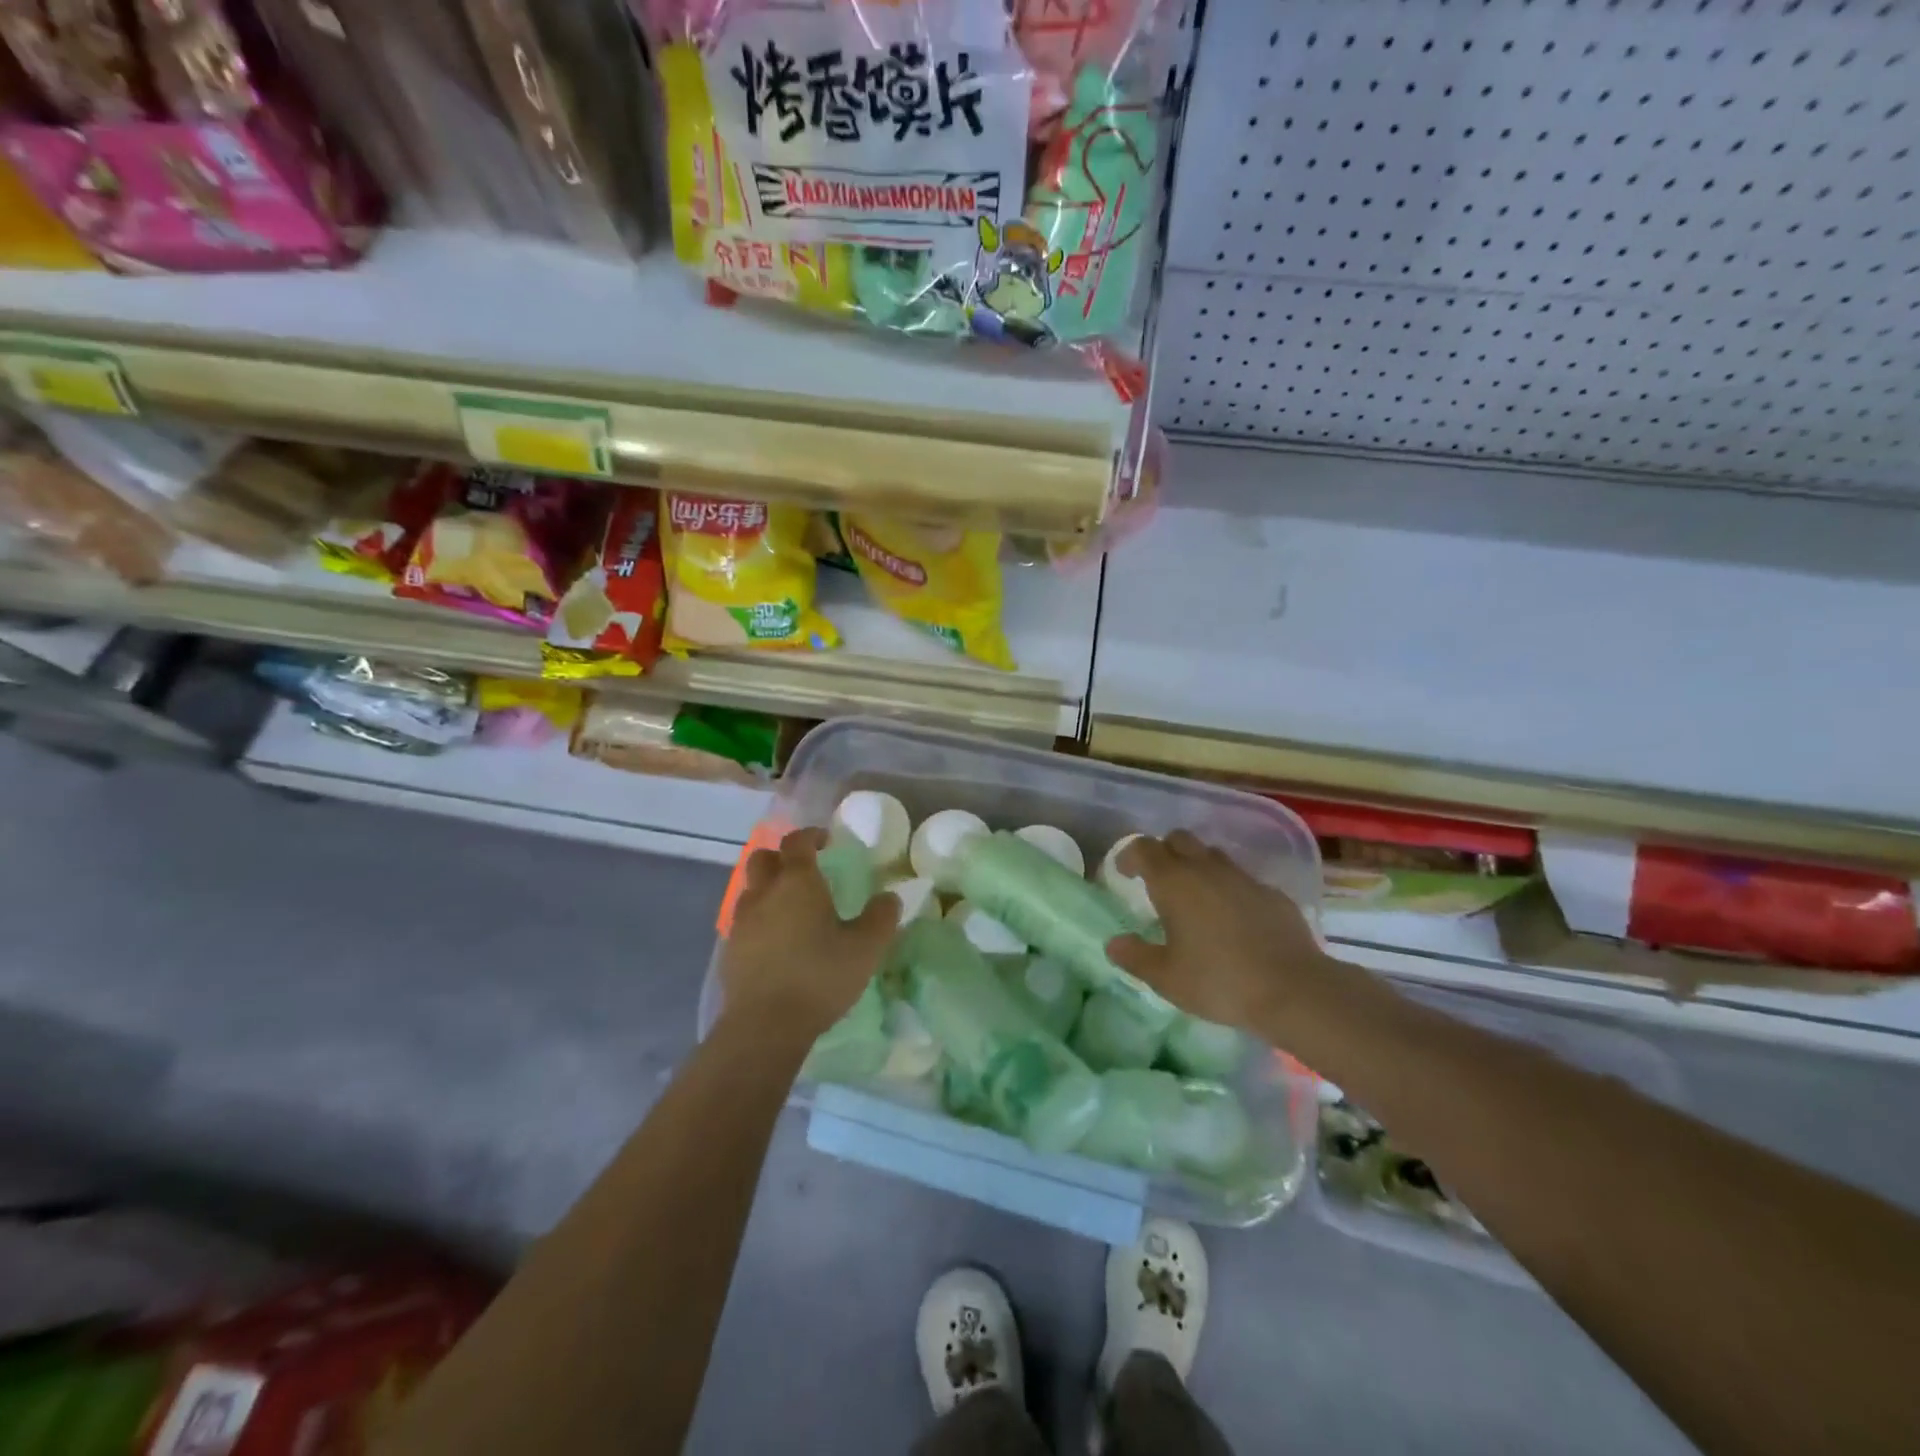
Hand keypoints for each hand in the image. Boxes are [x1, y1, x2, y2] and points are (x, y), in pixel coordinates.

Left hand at [719, 827, 899, 1039]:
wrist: (765, 1026)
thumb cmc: (819, 977)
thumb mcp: (865, 948)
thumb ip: (881, 918)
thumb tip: (889, 897)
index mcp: (797, 882)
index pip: (797, 841)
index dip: (811, 835)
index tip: (826, 841)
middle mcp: (764, 893)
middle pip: (763, 858)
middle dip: (782, 857)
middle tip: (805, 871)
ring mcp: (741, 922)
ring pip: (750, 889)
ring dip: (768, 888)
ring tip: (791, 908)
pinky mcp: (730, 950)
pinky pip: (744, 920)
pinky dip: (760, 919)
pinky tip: (777, 941)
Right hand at [1105, 830, 1336, 1036]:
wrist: (1294, 989)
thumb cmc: (1219, 981)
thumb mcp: (1166, 978)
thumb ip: (1135, 957)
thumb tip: (1114, 943)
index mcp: (1174, 882)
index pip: (1144, 848)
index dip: (1129, 855)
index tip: (1123, 873)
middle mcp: (1206, 869)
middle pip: (1178, 839)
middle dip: (1163, 852)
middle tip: (1157, 881)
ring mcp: (1243, 878)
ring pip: (1212, 855)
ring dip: (1197, 866)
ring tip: (1194, 896)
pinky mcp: (1272, 893)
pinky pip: (1241, 879)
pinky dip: (1228, 888)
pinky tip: (1232, 918)